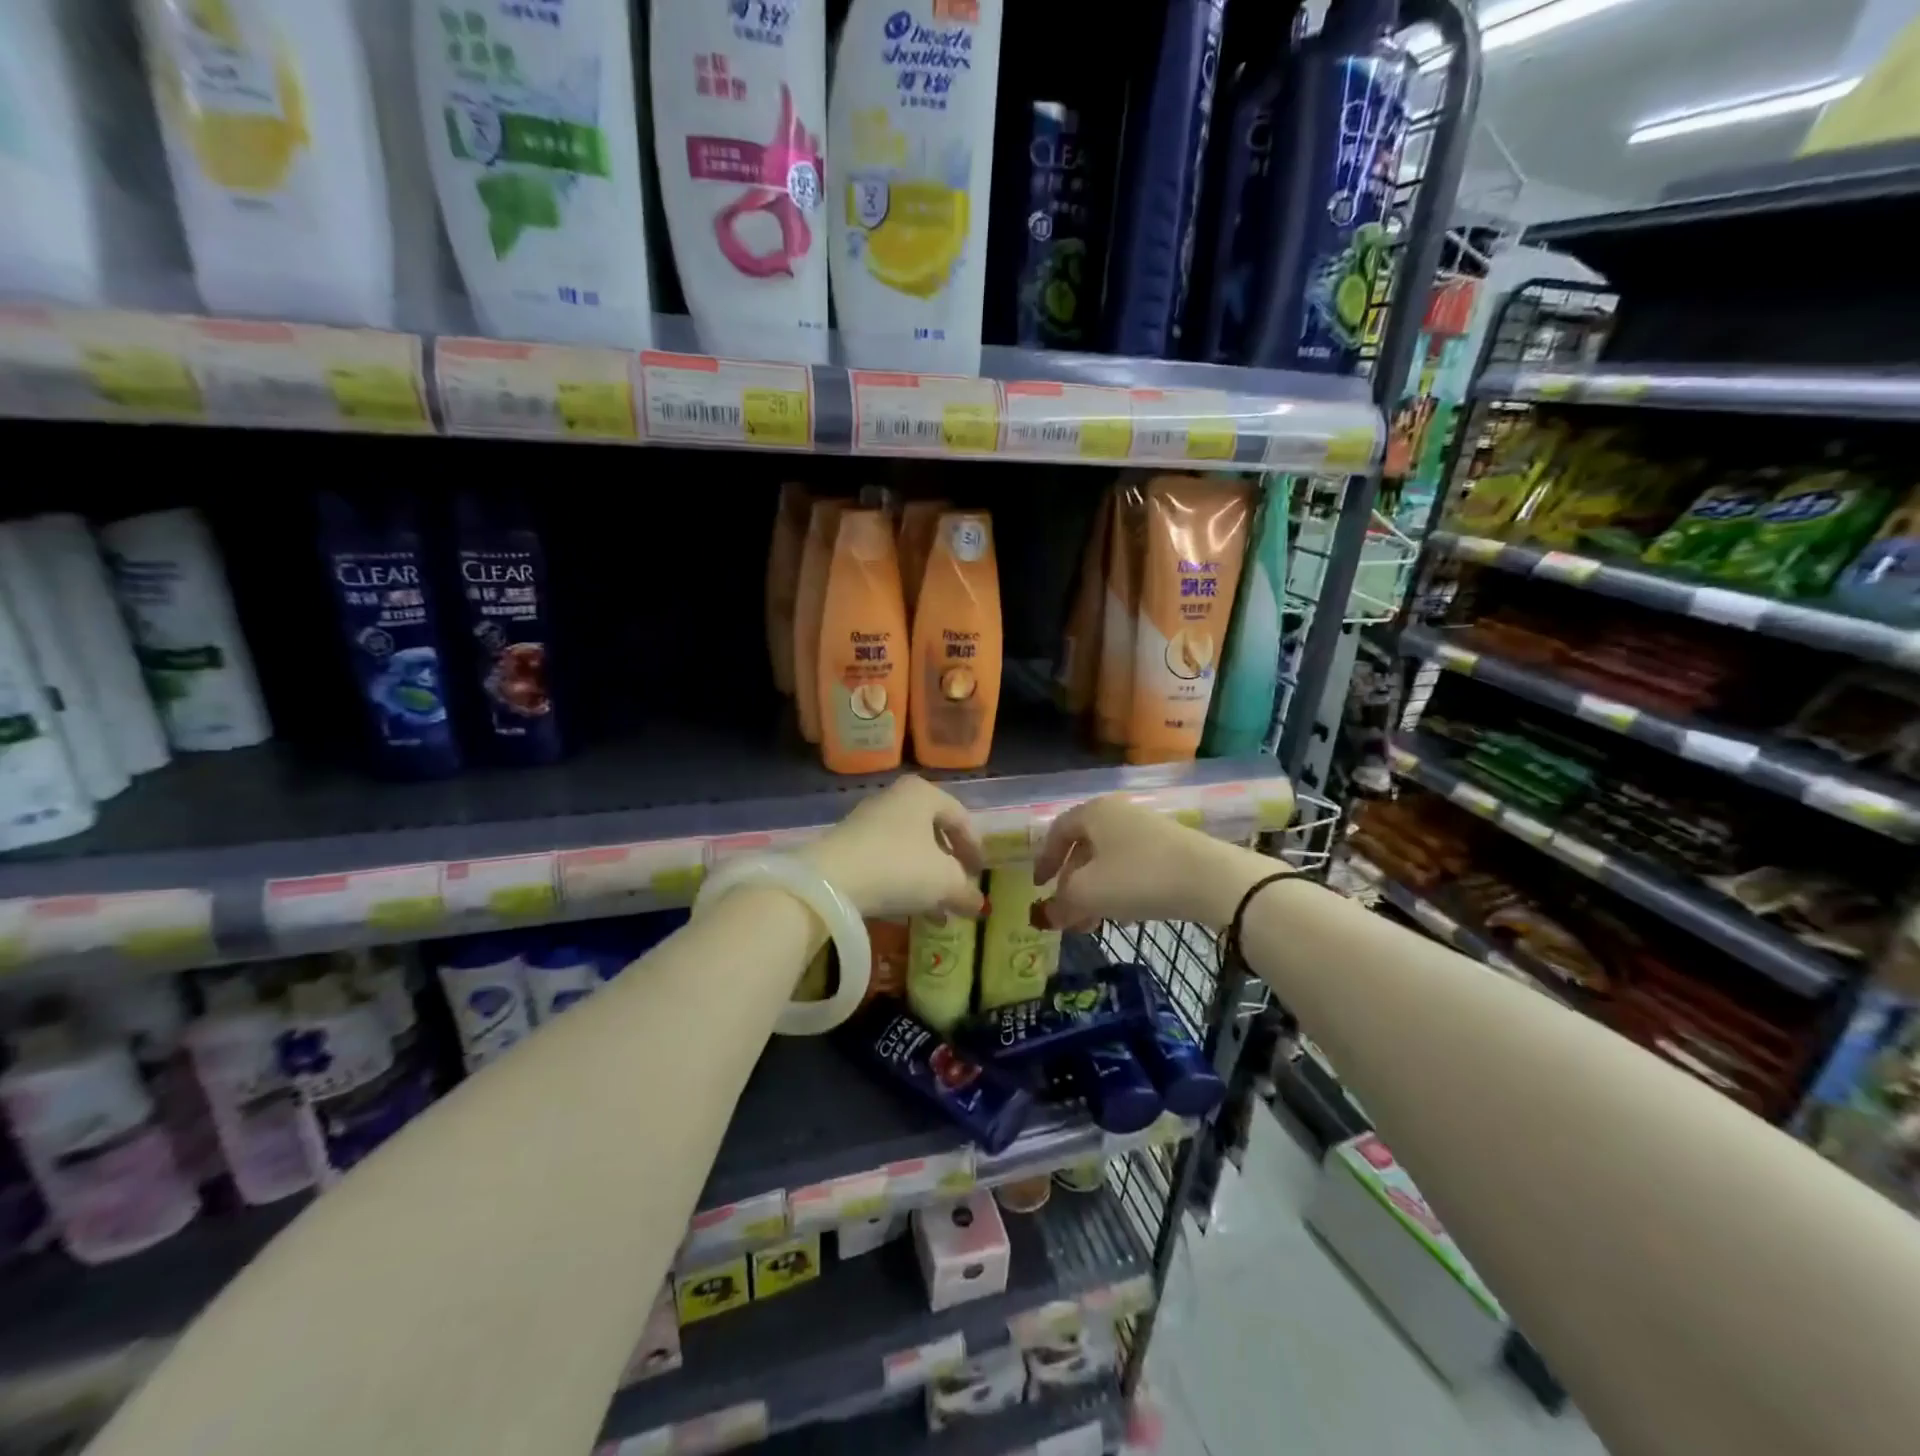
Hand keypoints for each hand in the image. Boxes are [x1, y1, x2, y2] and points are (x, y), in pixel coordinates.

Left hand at [801, 775, 986, 920]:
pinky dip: (901, 880)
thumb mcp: (944, 882)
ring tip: (936, 908)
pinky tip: (907, 908)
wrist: (832, 881)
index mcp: (923, 793)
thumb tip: (977, 904)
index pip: (960, 817)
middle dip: (948, 864)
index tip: (980, 874)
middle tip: (959, 888)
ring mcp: (867, 820)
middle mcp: (895, 798)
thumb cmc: (900, 867)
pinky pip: (885, 860)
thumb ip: (966, 891)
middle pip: (932, 831)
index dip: (975, 848)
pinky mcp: (847, 844)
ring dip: (925, 877)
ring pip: (908, 848)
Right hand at [1033, 795, 1273, 930]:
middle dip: (1072, 884)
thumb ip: (1062, 902)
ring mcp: (1148, 829)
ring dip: (1096, 892)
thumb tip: (1050, 913)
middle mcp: (1119, 813)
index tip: (1039, 887)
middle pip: (1085, 848)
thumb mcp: (1088, 893)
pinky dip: (1121, 889)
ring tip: (1095, 923)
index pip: (1058, 831)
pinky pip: (1134, 866)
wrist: (1211, 880)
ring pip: (1109, 860)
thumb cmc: (1137, 877)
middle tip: (1068, 914)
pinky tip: (1126, 917)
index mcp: (1094, 812)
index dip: (1044, 860)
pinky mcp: (1172, 848)